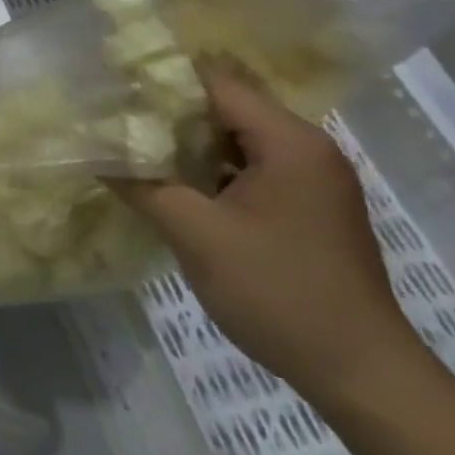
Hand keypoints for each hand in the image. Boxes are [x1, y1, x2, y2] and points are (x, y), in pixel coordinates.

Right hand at [120, 60, 429, 403]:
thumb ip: (142, 185)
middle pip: (226, 108)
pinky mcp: (308, 208)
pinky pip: (250, 169)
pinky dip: (210, 170)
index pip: (216, 83)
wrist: (359, 373)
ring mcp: (312, 180)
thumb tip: (95, 152)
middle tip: (114, 118)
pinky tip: (173, 184)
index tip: (113, 86)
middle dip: (169, 112)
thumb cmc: (277, 292)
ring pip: (236, 141)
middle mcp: (307, 148)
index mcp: (289, 141)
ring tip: (132, 146)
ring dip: (187, 144)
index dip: (162, 80)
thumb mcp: (195, 235)